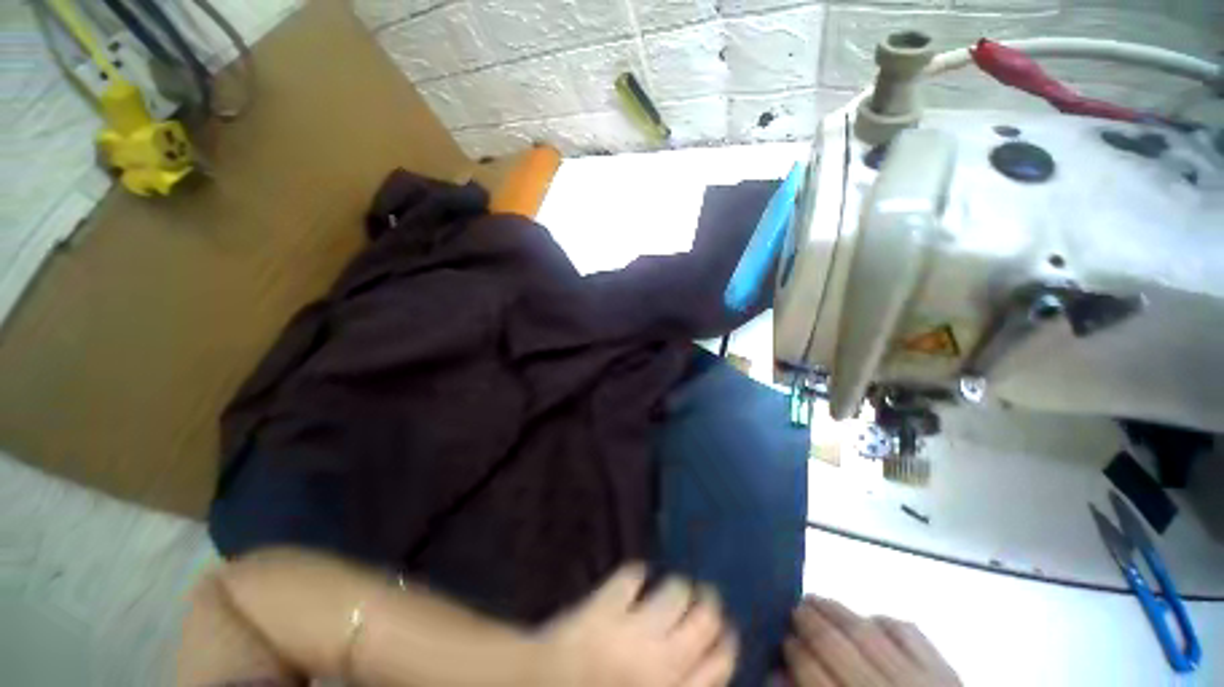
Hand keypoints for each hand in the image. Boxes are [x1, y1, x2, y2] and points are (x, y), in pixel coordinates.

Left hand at [534, 565, 737, 686]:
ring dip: (677, 586)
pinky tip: (635, 580)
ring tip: (672, 587)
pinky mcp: (607, 604)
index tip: (724, 630)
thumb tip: (700, 663)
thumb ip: (680, 686)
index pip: (720, 663)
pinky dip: (635, 575)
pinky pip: (632, 576)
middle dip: (709, 604)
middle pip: (705, 619)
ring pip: (676, 591)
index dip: (726, 641)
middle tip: (703, 598)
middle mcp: (663, 661)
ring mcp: (634, 629)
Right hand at [784, 597, 959, 686]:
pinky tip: (870, 620)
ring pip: (866, 631)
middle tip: (794, 609)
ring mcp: (918, 680)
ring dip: (836, 609)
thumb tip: (777, 673)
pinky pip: (908, 632)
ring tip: (817, 600)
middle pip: (835, 645)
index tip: (784, 638)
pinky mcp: (946, 671)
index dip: (792, 649)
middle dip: (808, 621)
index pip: (811, 671)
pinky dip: (884, 621)